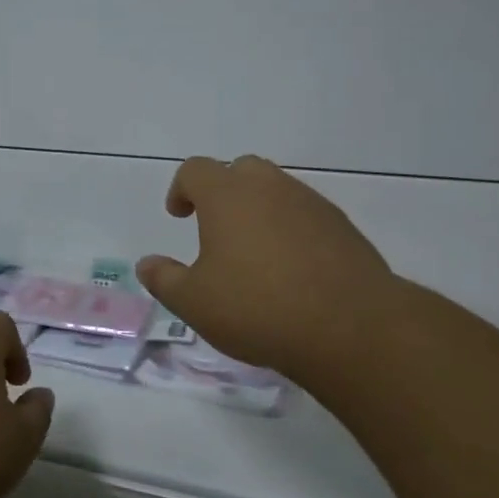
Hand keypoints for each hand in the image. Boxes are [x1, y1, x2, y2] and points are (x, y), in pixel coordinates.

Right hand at [136, 155, 402, 377]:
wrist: (351, 327)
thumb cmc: (257, 308)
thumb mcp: (194, 303)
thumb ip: (164, 279)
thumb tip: (147, 264)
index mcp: (227, 195)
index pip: (195, 170)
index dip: (181, 189)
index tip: (179, 215)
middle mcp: (270, 187)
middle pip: (240, 170)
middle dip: (223, 191)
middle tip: (216, 227)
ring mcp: (311, 204)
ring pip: (277, 190)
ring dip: (259, 209)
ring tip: (255, 252)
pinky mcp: (342, 227)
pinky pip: (306, 215)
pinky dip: (291, 229)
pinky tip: (292, 269)